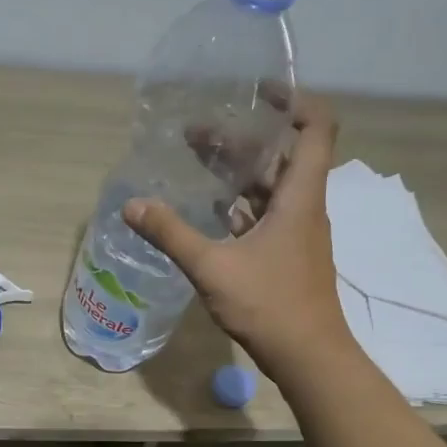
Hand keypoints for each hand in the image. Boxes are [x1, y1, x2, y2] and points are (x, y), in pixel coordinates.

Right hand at [124, 88, 350, 377]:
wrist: (308, 355)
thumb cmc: (269, 304)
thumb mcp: (212, 267)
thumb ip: (171, 234)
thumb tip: (132, 205)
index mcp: (300, 196)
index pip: (315, 128)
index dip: (293, 100)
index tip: (258, 91)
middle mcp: (303, 206)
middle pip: (280, 156)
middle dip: (240, 139)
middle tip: (194, 133)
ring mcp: (296, 232)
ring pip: (270, 187)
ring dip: (237, 172)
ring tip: (195, 162)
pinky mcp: (286, 254)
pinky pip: (264, 215)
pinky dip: (238, 204)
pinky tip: (208, 208)